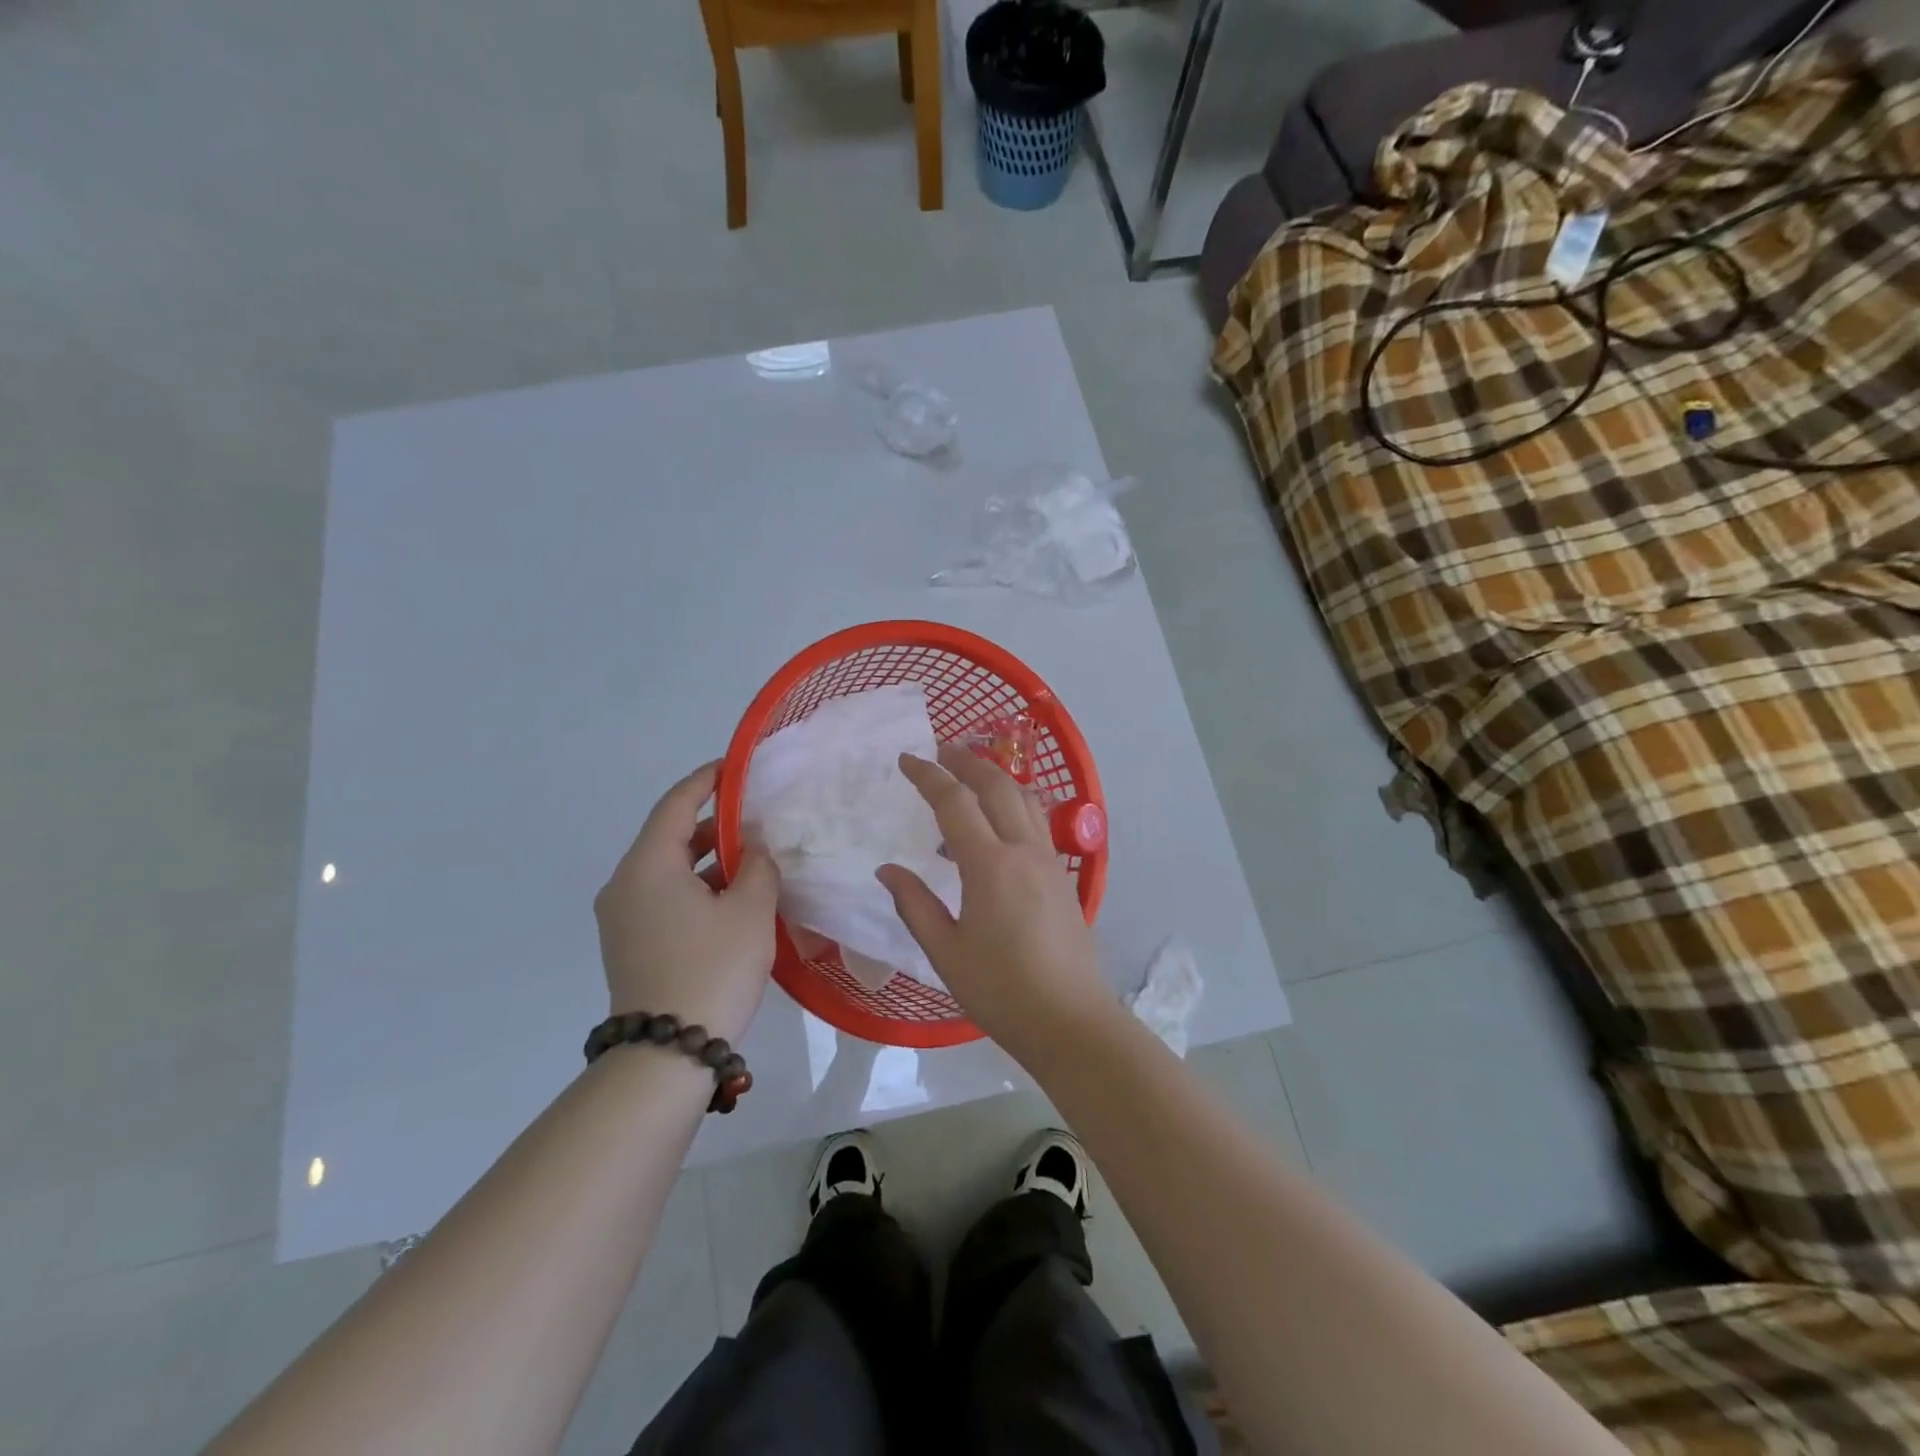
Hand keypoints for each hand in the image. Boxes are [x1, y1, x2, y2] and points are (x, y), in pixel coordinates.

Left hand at [594, 762, 780, 1043]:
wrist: (668, 1054)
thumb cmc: (712, 969)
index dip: (706, 781)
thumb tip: (755, 849)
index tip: (734, 767)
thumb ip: (758, 867)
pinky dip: (697, 887)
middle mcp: (625, 885)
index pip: (676, 805)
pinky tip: (734, 897)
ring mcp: (623, 918)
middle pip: (670, 837)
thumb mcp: (749, 911)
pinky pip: (665, 897)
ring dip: (708, 859)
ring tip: (753, 856)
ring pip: (669, 870)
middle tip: (756, 815)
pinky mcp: (631, 944)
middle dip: (714, 823)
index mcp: (648, 867)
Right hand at [876, 745, 1111, 1062]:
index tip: (906, 759)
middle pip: (997, 786)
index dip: (928, 776)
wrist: (1070, 1020)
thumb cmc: (1001, 990)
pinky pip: (1036, 823)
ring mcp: (1049, 861)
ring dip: (996, 778)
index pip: (955, 802)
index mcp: (990, 865)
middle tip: (941, 751)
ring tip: (970, 778)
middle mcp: (1024, 850)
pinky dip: (1013, 806)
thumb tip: (888, 869)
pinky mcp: (1063, 877)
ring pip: (1024, 799)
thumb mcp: (945, 952)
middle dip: (967, 761)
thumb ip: (914, 904)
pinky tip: (995, 828)